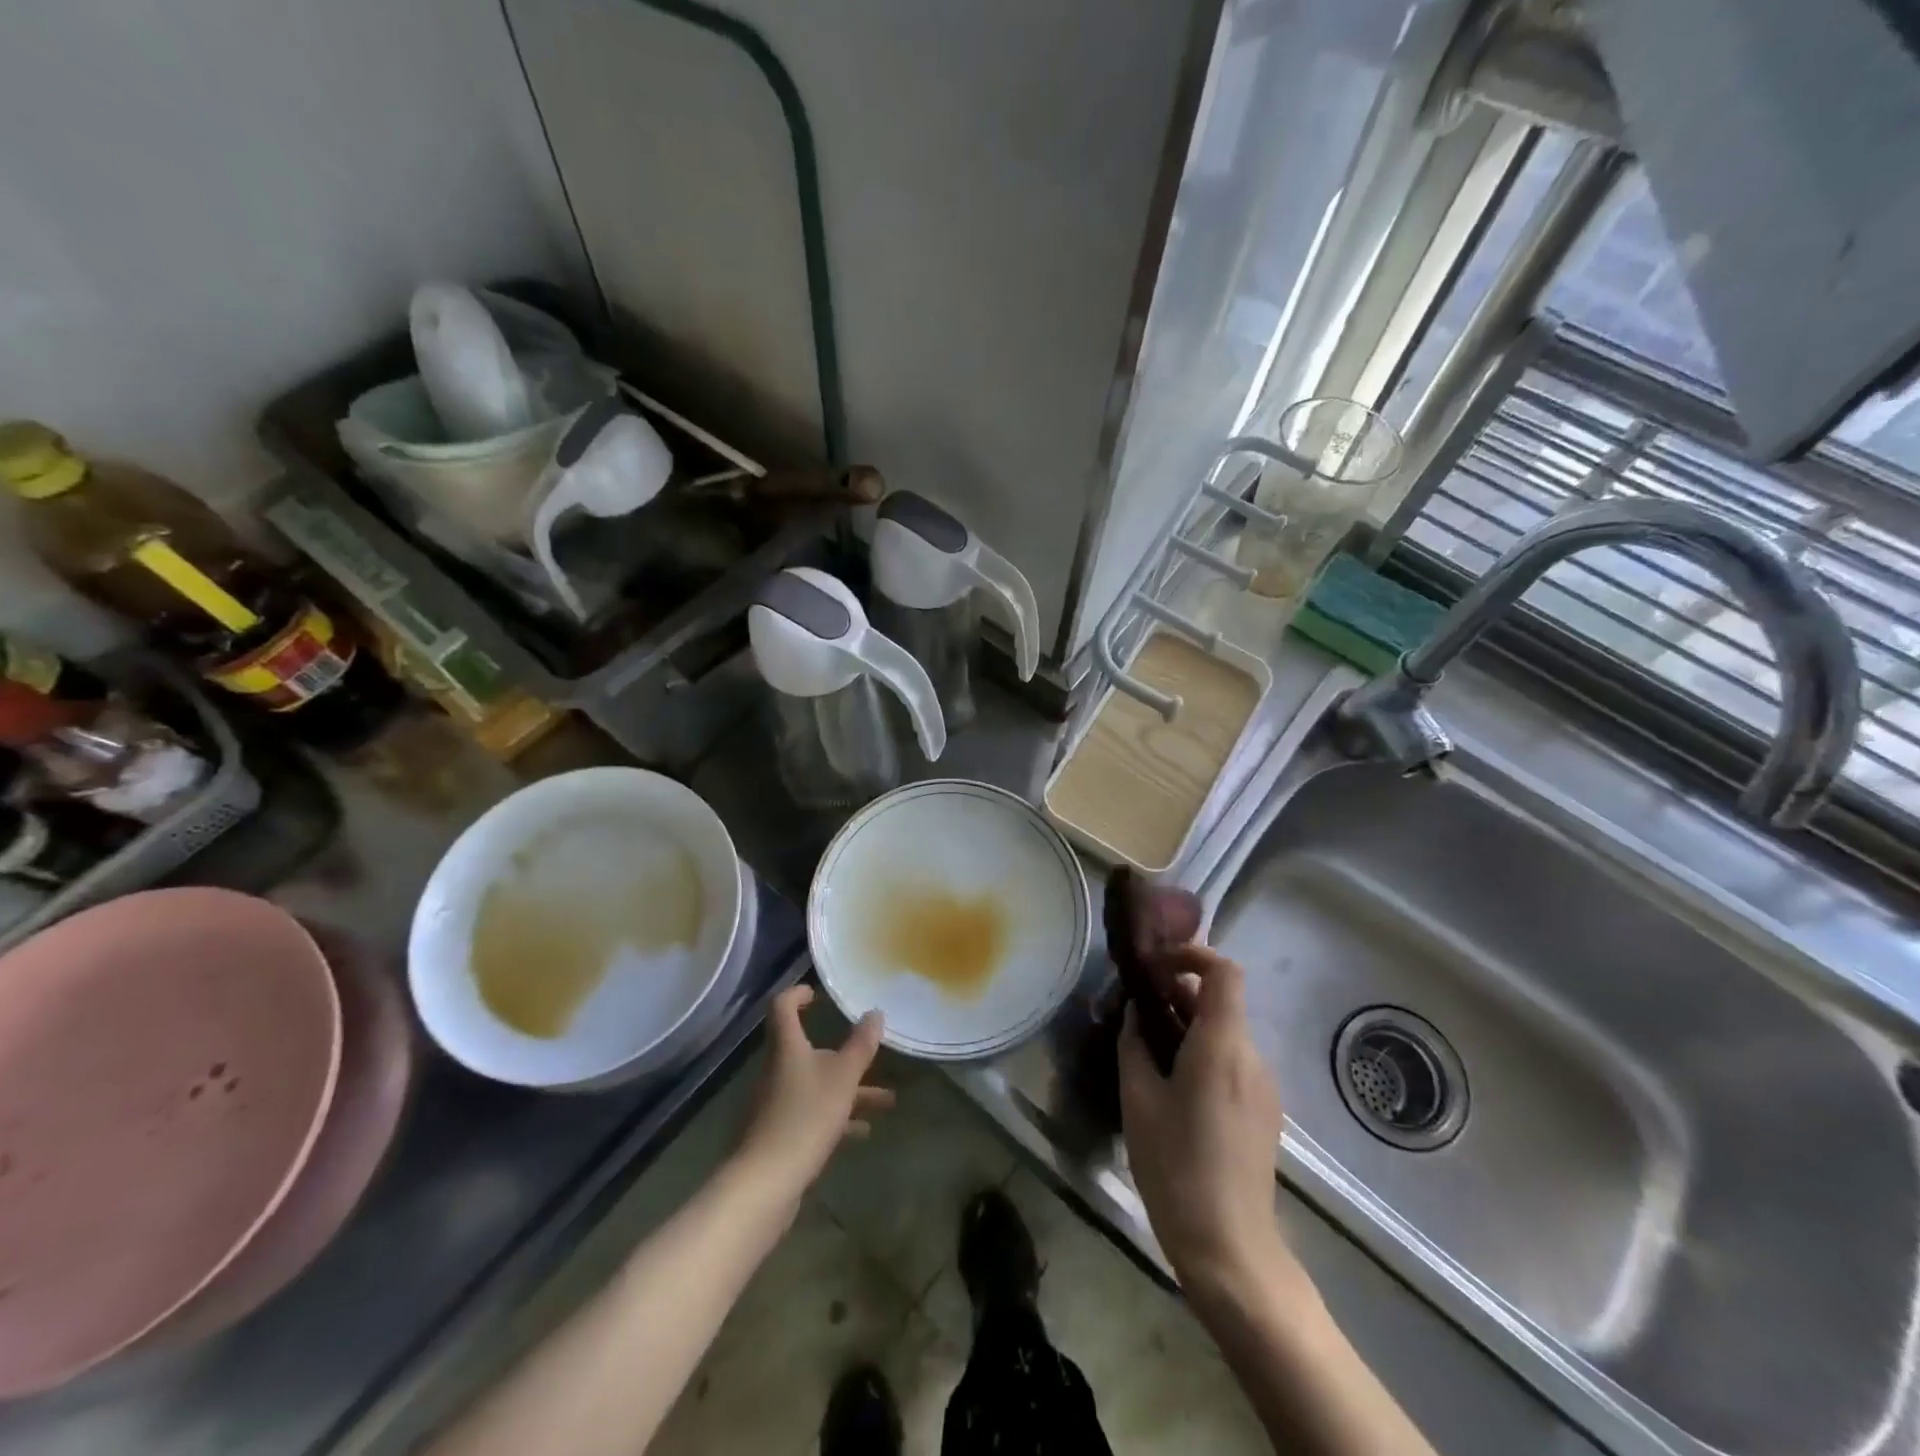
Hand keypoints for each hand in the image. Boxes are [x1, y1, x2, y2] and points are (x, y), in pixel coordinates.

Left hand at [735, 985, 894, 1196]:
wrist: (765, 1183)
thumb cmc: (805, 1117)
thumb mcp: (843, 1078)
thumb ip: (861, 1046)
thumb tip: (874, 1013)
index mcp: (787, 1048)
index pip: (783, 1007)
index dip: (798, 995)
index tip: (818, 994)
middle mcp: (777, 1070)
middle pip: (808, 1050)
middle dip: (843, 1054)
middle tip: (870, 1054)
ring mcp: (776, 1104)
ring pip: (816, 1085)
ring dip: (849, 1090)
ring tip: (886, 1101)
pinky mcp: (779, 1134)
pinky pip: (812, 1114)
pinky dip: (837, 1117)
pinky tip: (862, 1132)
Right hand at [1118, 946, 1290, 1297]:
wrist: (1230, 1247)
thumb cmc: (1176, 1166)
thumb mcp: (1139, 1099)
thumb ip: (1134, 1043)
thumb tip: (1135, 1010)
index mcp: (1222, 1046)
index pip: (1224, 972)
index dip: (1193, 954)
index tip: (1156, 964)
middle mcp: (1251, 1056)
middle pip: (1223, 1001)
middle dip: (1180, 993)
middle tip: (1137, 1007)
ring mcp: (1264, 1085)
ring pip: (1227, 1032)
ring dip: (1190, 1025)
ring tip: (1149, 1048)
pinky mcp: (1265, 1111)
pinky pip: (1234, 1061)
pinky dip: (1204, 1052)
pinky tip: (1174, 1084)